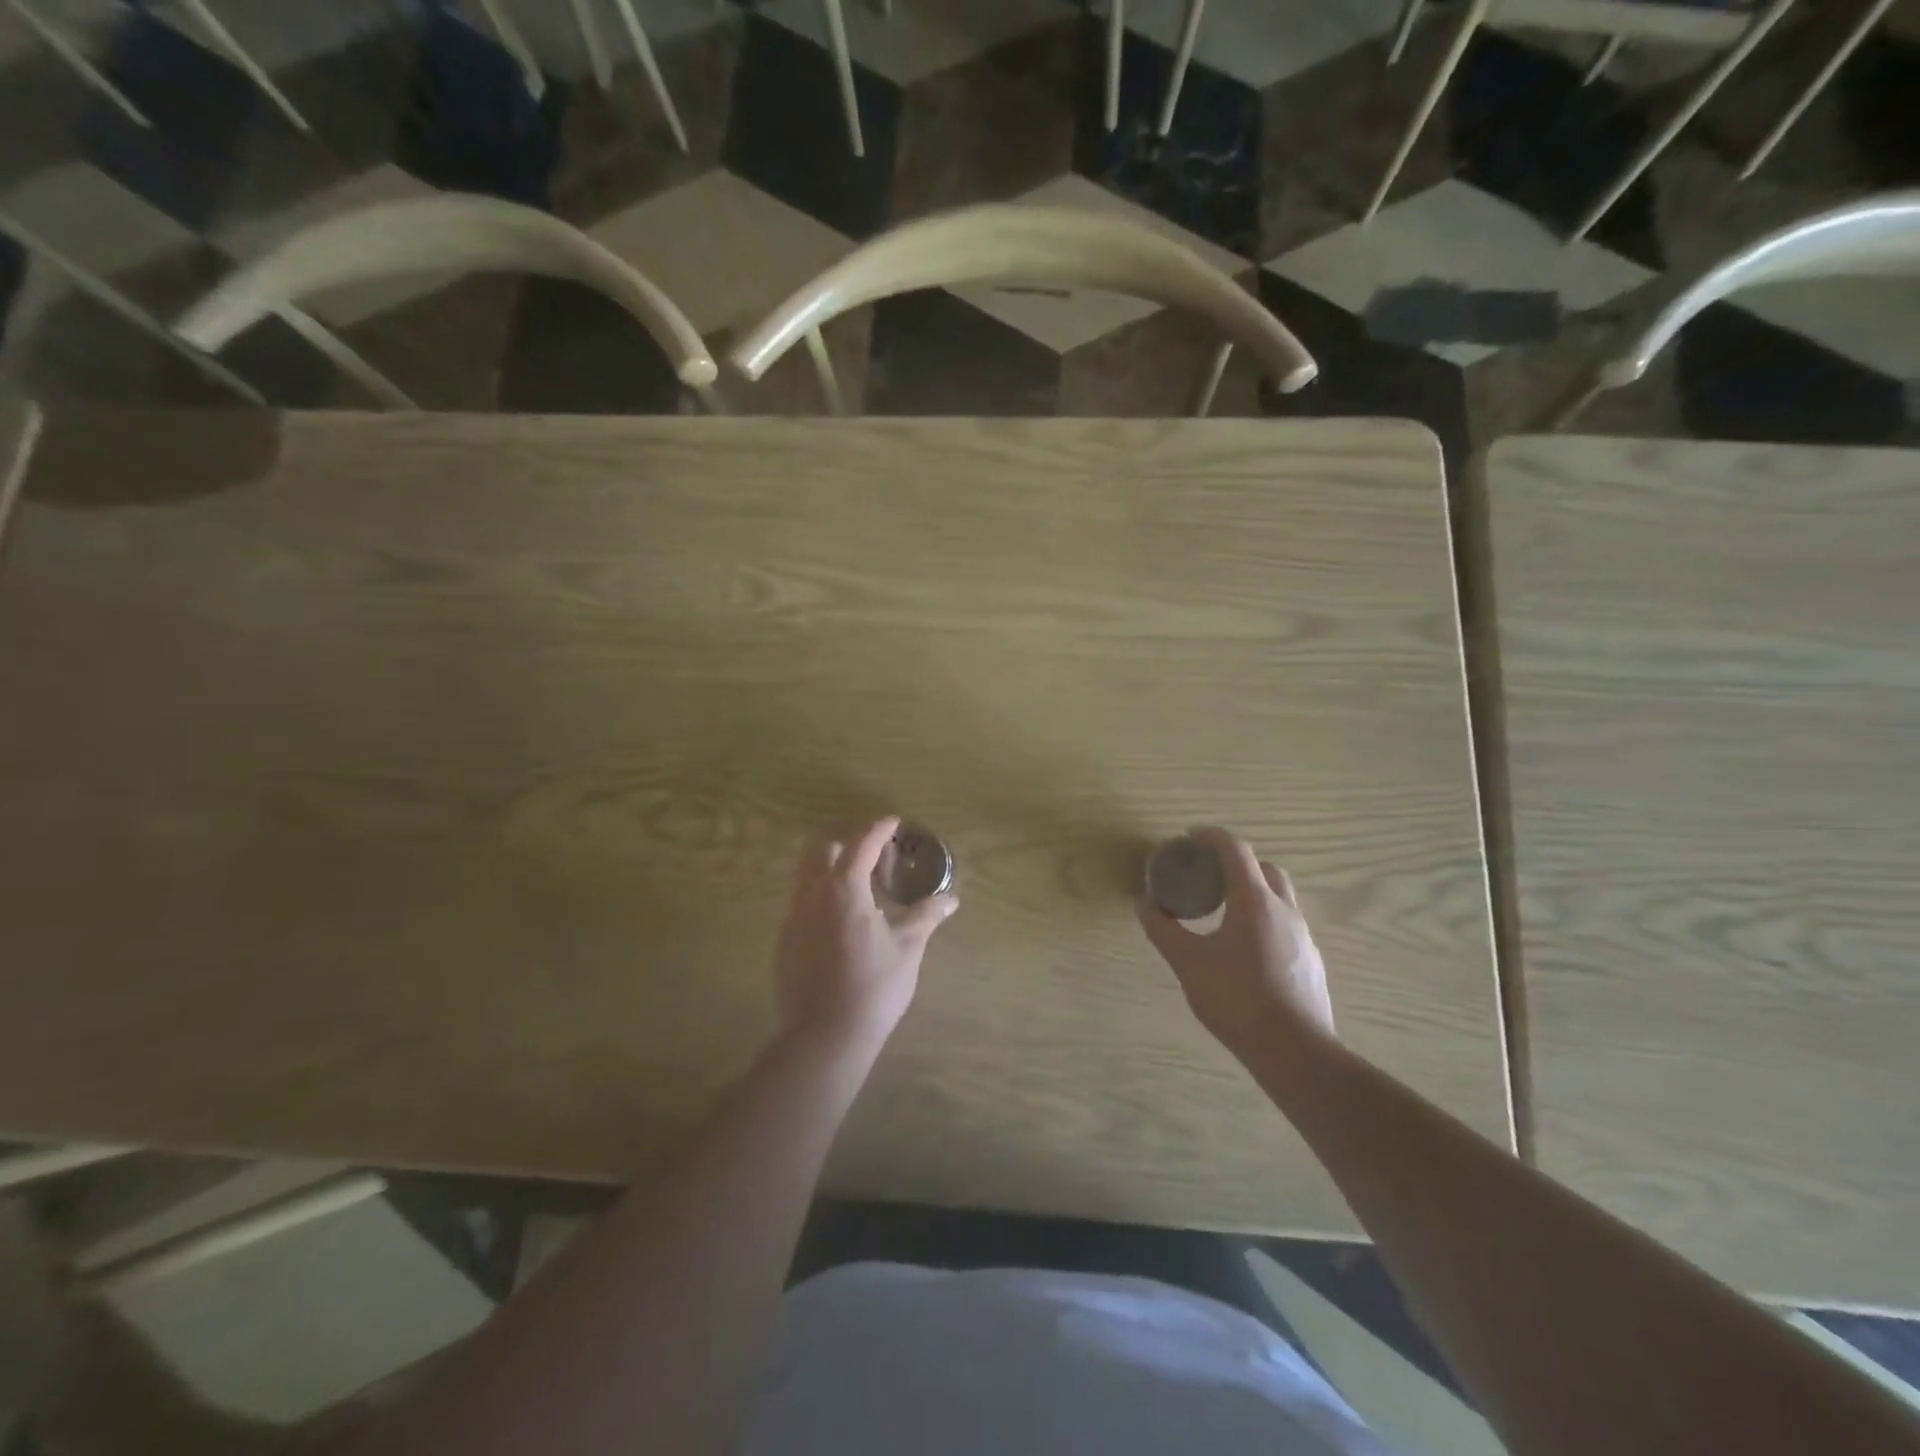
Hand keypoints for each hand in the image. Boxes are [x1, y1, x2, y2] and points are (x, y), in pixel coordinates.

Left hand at [772, 816, 959, 1054]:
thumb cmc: (873, 988)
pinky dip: (822, 898)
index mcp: (844, 889)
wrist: (823, 1037)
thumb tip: (950, 899)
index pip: (861, 844)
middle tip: (875, 859)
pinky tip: (843, 925)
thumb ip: (925, 917)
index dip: (878, 829)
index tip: (893, 822)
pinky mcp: (785, 942)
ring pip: (806, 875)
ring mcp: (793, 918)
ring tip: (861, 891)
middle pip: (821, 848)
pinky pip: (802, 904)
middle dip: (847, 843)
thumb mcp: (907, 949)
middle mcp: (812, 895)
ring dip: (832, 870)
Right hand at [1137, 827, 1335, 1061]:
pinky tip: (1246, 950)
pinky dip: (1264, 921)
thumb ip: (1163, 930)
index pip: (1235, 850)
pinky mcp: (1311, 962)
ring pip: (1279, 898)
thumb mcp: (1188, 963)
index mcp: (1254, 901)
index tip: (1189, 839)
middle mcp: (1284, 910)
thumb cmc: (1237, 998)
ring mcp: (1303, 937)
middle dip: (1236, 863)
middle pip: (1264, 868)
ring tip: (1224, 913)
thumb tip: (1144, 905)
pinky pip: (1286, 926)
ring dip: (1253, 892)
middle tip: (1209, 876)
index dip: (1211, 837)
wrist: (1295, 1052)